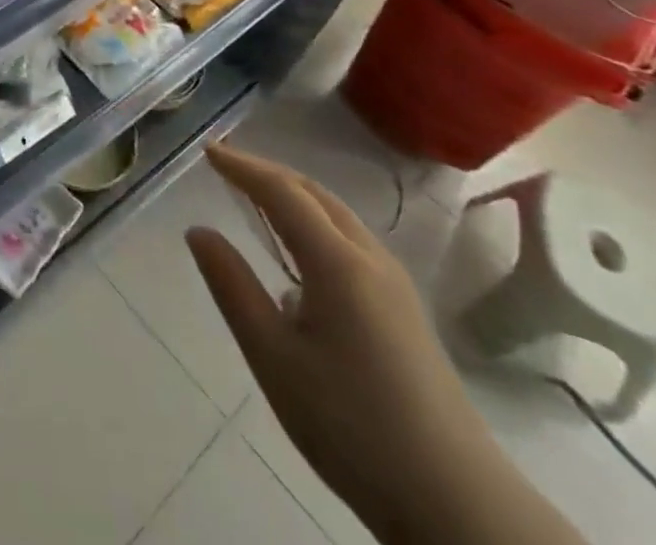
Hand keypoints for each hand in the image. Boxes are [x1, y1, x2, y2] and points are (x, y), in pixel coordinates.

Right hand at [185, 145, 508, 540]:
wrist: (456, 504)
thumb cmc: (351, 425)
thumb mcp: (274, 357)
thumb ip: (232, 287)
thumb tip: (199, 231)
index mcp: (337, 262)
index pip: (282, 192)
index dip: (242, 166)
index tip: (207, 150)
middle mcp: (370, 258)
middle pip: (314, 194)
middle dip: (268, 173)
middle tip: (226, 167)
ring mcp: (395, 284)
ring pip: (337, 215)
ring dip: (293, 195)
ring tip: (256, 198)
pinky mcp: (405, 310)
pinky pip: (351, 240)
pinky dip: (314, 221)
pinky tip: (299, 254)